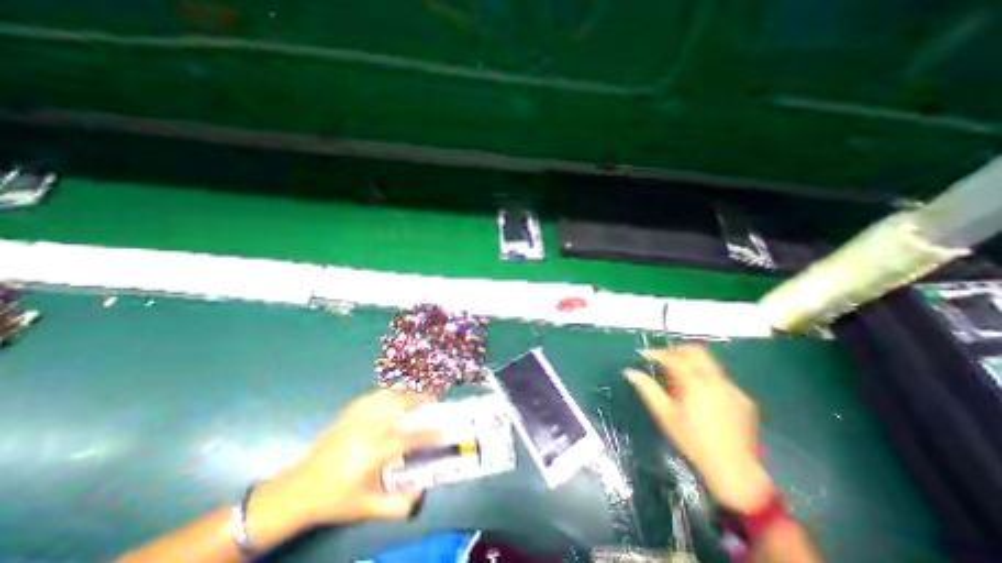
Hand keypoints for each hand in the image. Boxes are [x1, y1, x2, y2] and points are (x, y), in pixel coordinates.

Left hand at [249, 392, 438, 531]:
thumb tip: (421, 493)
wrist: (296, 491)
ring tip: (415, 397)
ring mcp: (356, 418)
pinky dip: (387, 394)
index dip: (430, 433)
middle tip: (433, 400)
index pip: (409, 438)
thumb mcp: (366, 508)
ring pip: (387, 395)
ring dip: (405, 393)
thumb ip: (397, 505)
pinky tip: (391, 398)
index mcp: (373, 452)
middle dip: (420, 399)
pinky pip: (372, 396)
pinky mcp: (347, 414)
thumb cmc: (334, 500)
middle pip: (400, 404)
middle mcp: (367, 429)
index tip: (444, 430)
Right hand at [623, 346, 772, 512]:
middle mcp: (717, 381)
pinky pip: (721, 379)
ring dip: (692, 362)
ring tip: (679, 375)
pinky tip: (701, 395)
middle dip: (677, 351)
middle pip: (696, 352)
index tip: (645, 354)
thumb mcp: (665, 415)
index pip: (674, 358)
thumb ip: (648, 389)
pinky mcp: (744, 399)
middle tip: (663, 358)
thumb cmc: (693, 441)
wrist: (734, 470)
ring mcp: (733, 389)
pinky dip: (707, 378)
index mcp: (696, 383)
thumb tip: (630, 372)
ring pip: (710, 364)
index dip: (658, 353)